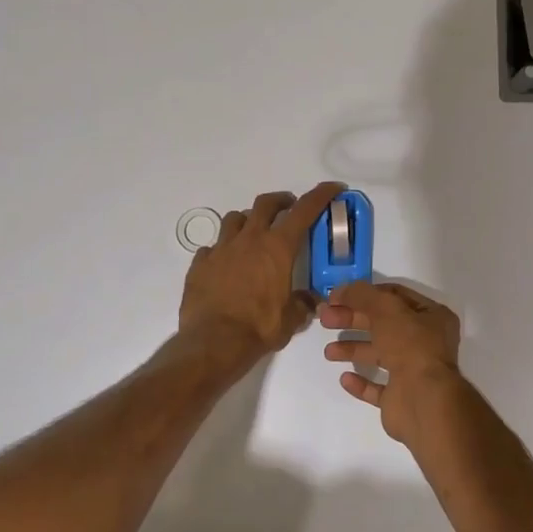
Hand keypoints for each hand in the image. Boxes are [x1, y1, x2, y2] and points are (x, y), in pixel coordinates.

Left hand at [179, 183, 342, 361]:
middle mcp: (250, 239)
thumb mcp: (291, 319)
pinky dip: (222, 250)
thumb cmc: (259, 327)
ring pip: (235, 218)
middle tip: (288, 208)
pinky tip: (225, 264)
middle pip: (266, 203)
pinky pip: (212, 247)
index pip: (304, 210)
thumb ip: (302, 304)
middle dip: (281, 201)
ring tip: (253, 235)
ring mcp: (222, 248)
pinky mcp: (200, 263)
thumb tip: (310, 301)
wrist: (213, 343)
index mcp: (278, 247)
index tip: (332, 188)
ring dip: (248, 221)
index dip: (321, 195)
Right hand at [319, 280, 471, 448]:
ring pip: (379, 355)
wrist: (423, 401)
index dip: (365, 294)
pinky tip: (345, 378)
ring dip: (353, 349)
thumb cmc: (410, 346)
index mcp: (432, 316)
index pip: (394, 296)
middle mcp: (426, 342)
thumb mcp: (386, 309)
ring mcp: (414, 372)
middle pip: (383, 324)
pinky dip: (361, 382)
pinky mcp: (401, 398)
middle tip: (325, 319)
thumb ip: (362, 295)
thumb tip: (340, 289)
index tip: (337, 297)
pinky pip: (378, 387)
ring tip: (329, 352)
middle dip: (353, 320)